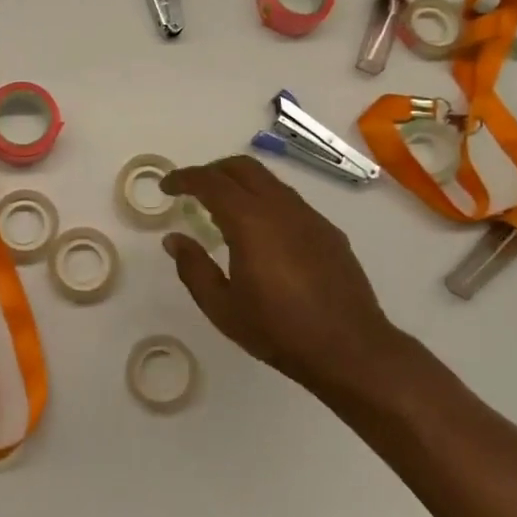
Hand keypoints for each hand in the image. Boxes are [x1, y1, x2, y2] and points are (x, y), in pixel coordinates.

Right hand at [160, 155, 399, 398]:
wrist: (350, 348)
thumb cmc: (278, 330)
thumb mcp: (222, 307)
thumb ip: (193, 268)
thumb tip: (174, 240)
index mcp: (250, 221)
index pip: (210, 182)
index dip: (184, 178)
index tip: (166, 187)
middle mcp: (281, 207)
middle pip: (242, 167)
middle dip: (212, 170)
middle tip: (193, 190)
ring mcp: (309, 216)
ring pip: (269, 181)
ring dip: (241, 184)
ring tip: (224, 209)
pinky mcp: (327, 230)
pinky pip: (289, 201)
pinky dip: (265, 201)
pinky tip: (261, 233)